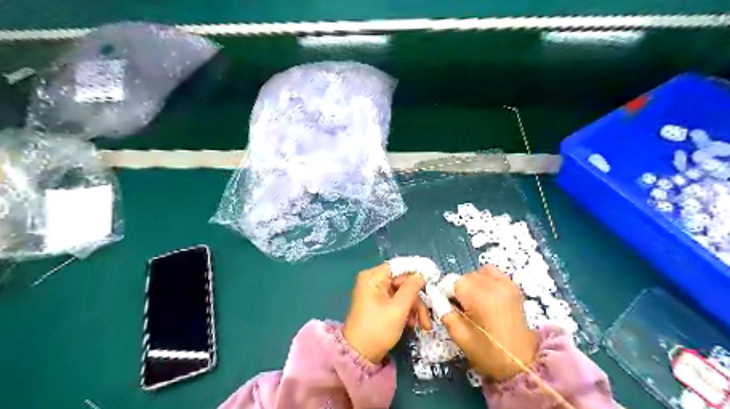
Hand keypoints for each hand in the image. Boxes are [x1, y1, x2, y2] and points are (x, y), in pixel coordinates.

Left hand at [344, 265, 431, 364]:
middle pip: (403, 282)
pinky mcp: (378, 304)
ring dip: (414, 308)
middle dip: (417, 299)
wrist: (359, 355)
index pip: (400, 266)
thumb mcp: (398, 309)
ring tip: (422, 325)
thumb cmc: (377, 329)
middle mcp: (373, 280)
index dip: (417, 273)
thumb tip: (421, 276)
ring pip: (403, 293)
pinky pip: (397, 301)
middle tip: (427, 317)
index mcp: (373, 277)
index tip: (433, 281)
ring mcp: (376, 292)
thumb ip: (411, 289)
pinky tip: (412, 324)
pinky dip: (407, 311)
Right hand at [438, 263, 534, 381]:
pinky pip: (492, 272)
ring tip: (474, 302)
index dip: (445, 293)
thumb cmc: (488, 353)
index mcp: (480, 297)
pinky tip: (485, 295)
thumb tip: (433, 295)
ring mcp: (506, 284)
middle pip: (464, 276)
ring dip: (470, 284)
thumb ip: (444, 311)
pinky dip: (484, 279)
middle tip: (460, 309)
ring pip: (476, 273)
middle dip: (458, 289)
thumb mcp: (460, 336)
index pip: (451, 281)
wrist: (522, 362)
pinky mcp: (513, 286)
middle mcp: (493, 285)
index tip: (447, 307)